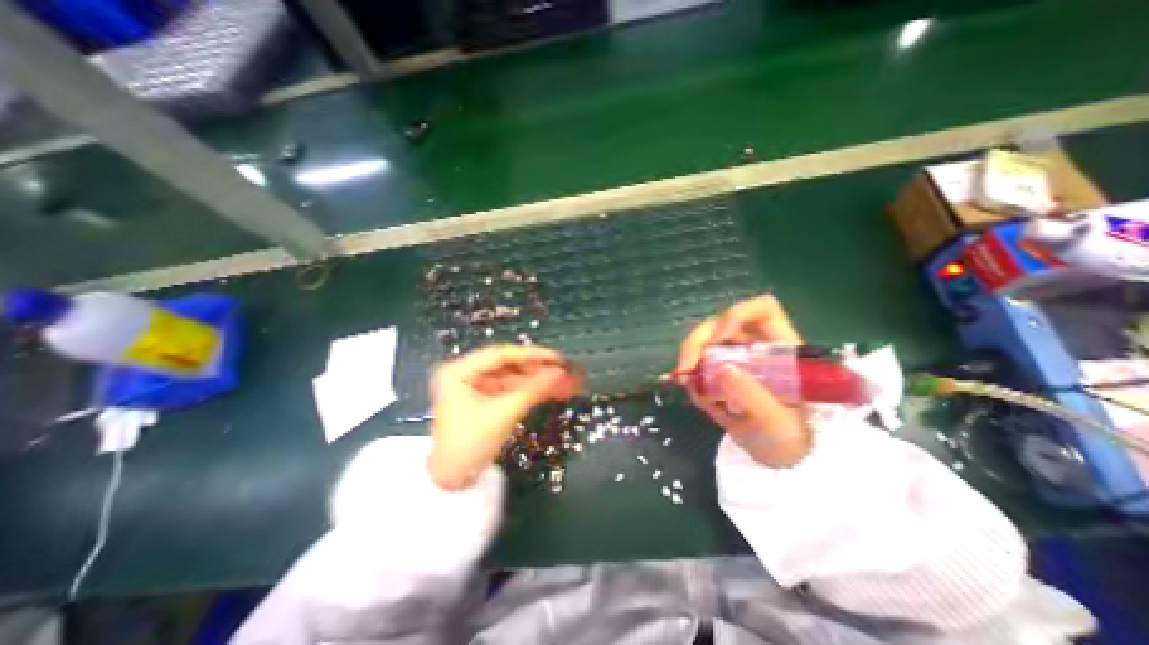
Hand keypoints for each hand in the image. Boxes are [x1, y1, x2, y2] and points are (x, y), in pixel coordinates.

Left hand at [427, 348, 585, 487]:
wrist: (452, 482)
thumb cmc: (470, 444)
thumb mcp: (503, 414)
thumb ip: (533, 389)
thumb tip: (561, 373)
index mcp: (459, 370)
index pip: (501, 355)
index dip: (532, 355)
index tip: (557, 358)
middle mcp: (467, 373)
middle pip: (509, 366)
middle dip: (539, 370)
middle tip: (566, 371)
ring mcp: (477, 387)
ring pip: (514, 378)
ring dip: (539, 381)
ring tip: (566, 382)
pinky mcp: (486, 399)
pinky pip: (513, 390)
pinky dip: (532, 391)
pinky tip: (553, 390)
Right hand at [676, 295, 810, 466]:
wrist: (777, 458)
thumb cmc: (790, 441)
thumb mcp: (778, 425)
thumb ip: (754, 398)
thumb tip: (722, 369)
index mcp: (780, 349)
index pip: (762, 310)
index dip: (737, 314)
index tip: (718, 338)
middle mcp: (755, 346)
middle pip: (721, 322)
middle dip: (698, 341)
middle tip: (685, 369)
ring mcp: (735, 357)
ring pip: (704, 340)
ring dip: (689, 358)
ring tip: (686, 384)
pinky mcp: (718, 370)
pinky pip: (696, 361)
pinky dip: (688, 373)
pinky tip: (692, 391)